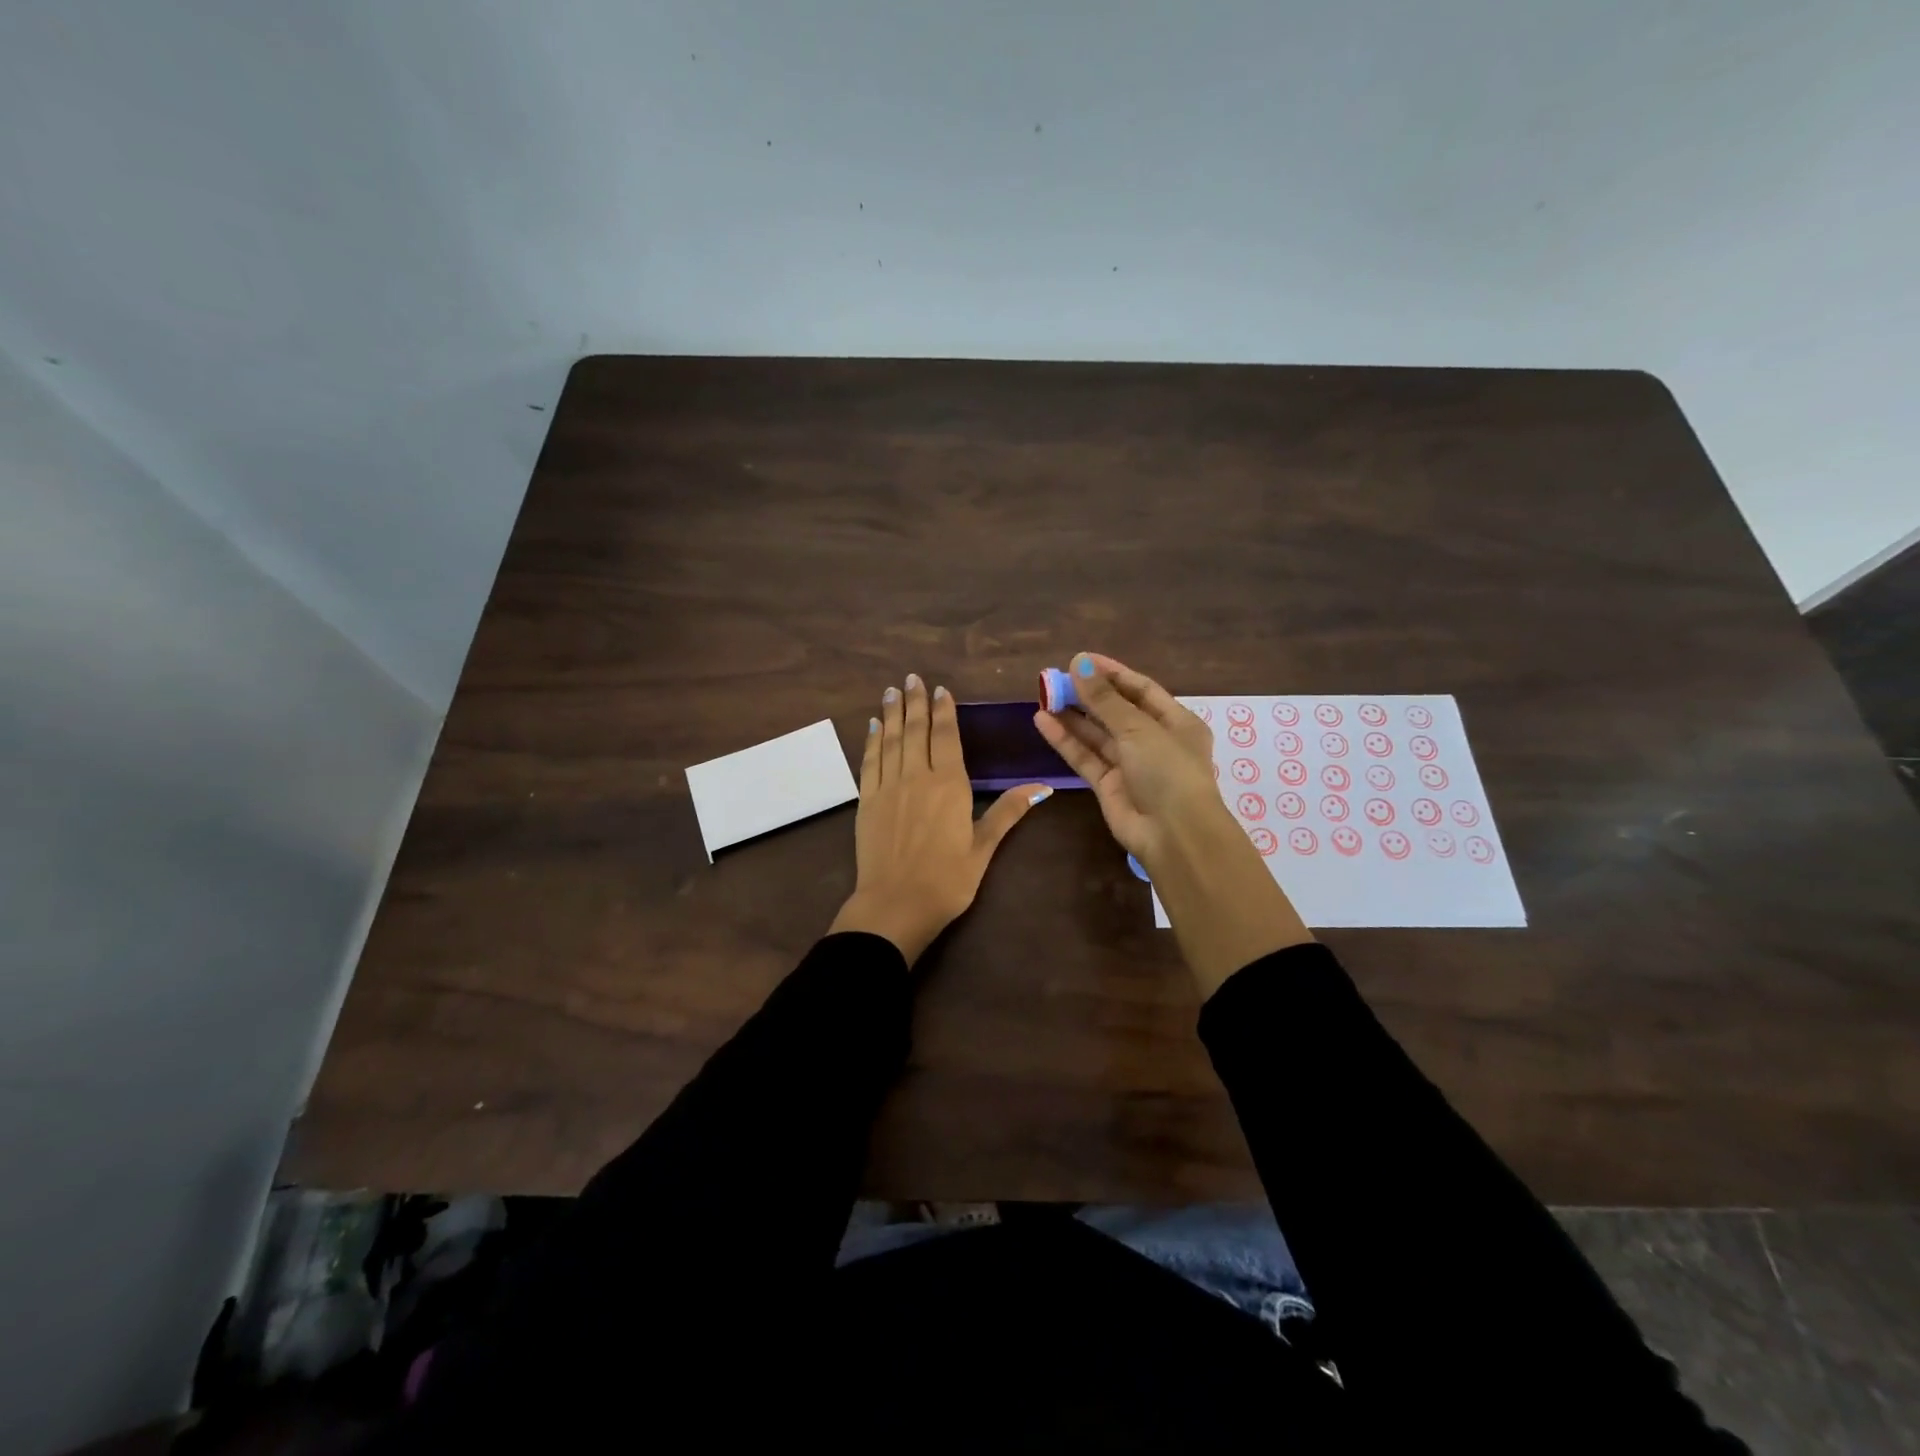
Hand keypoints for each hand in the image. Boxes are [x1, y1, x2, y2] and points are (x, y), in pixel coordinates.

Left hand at [829, 673, 1052, 964]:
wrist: (895, 905)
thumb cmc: (947, 880)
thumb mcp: (983, 847)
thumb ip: (1008, 812)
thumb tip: (1042, 787)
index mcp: (949, 785)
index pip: (946, 737)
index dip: (944, 711)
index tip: (940, 690)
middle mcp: (917, 777)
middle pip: (916, 731)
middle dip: (915, 702)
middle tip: (911, 678)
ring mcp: (888, 787)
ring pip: (891, 740)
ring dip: (892, 713)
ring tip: (892, 691)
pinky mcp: (867, 801)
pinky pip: (870, 761)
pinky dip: (872, 740)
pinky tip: (874, 726)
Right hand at [1032, 653, 1219, 867]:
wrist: (1174, 835)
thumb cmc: (1167, 771)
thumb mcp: (1139, 729)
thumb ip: (1105, 699)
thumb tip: (1079, 663)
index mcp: (1176, 722)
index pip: (1141, 690)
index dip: (1111, 673)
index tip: (1080, 660)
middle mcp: (1154, 741)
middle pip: (1116, 711)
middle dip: (1088, 694)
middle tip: (1055, 678)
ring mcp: (1130, 765)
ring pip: (1097, 734)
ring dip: (1072, 715)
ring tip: (1044, 695)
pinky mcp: (1108, 786)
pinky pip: (1085, 757)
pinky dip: (1065, 740)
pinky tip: (1043, 721)